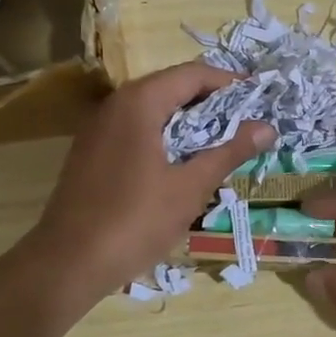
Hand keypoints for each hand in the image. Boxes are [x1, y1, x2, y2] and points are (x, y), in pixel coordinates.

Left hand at [27, 61, 273, 304]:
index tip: (258, 99)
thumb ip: (229, 151)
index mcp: (139, 103)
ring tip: (220, 143)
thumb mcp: (190, 187)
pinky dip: (164, 137)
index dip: (228, 83)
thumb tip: (267, 127)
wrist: (68, 262)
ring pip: (152, 111)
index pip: (192, 74)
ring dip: (187, 122)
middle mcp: (115, 105)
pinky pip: (135, 131)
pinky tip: (182, 164)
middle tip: (244, 123)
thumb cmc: (135, 220)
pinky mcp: (91, 153)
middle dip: (210, 102)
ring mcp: (98, 129)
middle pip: (171, 87)